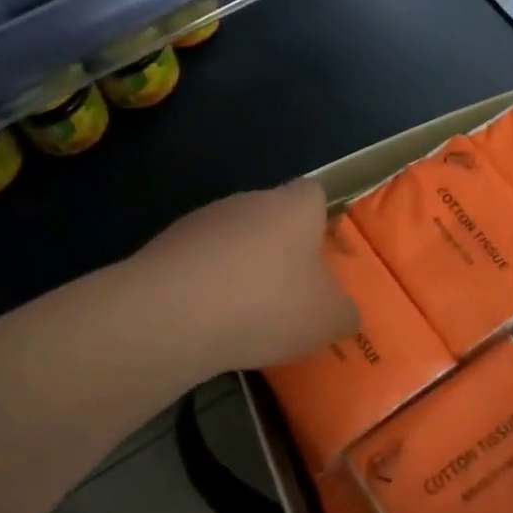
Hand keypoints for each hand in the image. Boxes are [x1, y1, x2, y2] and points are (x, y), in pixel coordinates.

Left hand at [136, 180, 357, 372]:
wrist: (174, 312)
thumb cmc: (267, 304)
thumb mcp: (327, 319)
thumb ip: (344, 312)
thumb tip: (345, 311)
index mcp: (294, 206)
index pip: (313, 193)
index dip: (320, 220)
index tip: (321, 256)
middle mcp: (249, 200)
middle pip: (271, 216)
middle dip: (279, 250)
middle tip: (287, 294)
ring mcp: (204, 219)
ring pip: (233, 238)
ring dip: (239, 267)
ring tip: (244, 315)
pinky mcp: (167, 244)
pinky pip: (199, 260)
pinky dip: (206, 284)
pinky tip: (208, 320)